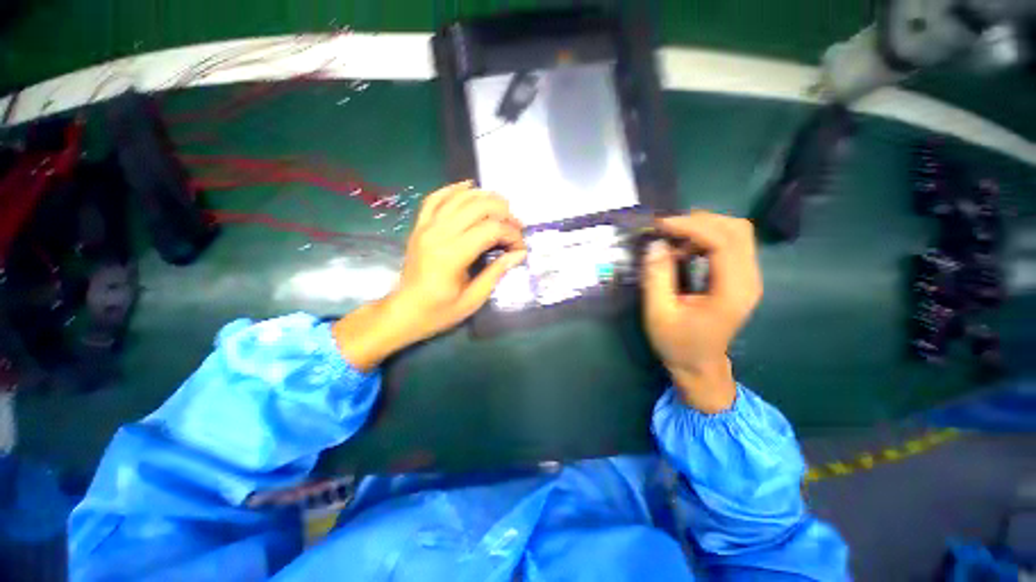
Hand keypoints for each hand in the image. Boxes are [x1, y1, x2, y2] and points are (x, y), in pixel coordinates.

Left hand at [334, 181, 526, 370]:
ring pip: (460, 197)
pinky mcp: (420, 226)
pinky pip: (436, 198)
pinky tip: (469, 187)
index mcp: (452, 255)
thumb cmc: (439, 311)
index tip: (521, 247)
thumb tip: (518, 254)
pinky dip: (454, 189)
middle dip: (504, 212)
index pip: (491, 230)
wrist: (404, 311)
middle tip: (516, 225)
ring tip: (502, 207)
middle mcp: (439, 234)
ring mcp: (426, 226)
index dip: (512, 235)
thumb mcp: (473, 300)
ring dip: (485, 198)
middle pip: (478, 206)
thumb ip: (496, 273)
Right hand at [642, 211, 762, 413]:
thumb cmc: (677, 343)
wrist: (699, 365)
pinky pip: (730, 244)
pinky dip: (706, 238)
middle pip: (737, 230)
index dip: (692, 226)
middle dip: (699, 222)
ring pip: (736, 233)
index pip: (723, 241)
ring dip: (703, 228)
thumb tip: (656, 244)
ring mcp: (749, 278)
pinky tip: (685, 250)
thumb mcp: (659, 313)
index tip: (660, 225)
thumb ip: (657, 277)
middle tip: (666, 229)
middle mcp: (749, 280)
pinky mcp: (741, 277)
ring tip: (672, 239)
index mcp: (731, 291)